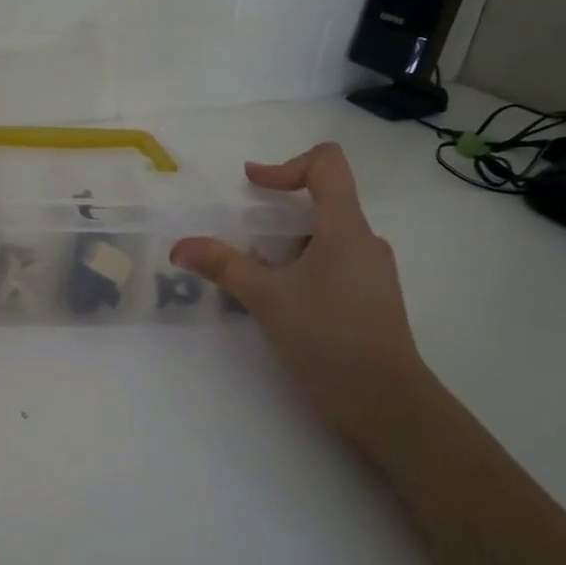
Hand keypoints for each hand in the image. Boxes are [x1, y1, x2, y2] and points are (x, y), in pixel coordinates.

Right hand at [171, 143, 429, 430]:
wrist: (385, 401)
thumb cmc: (327, 337)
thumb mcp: (266, 298)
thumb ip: (223, 265)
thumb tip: (180, 246)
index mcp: (345, 227)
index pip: (327, 163)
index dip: (285, 164)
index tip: (252, 185)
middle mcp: (365, 241)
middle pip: (322, 202)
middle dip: (276, 216)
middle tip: (244, 242)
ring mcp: (372, 271)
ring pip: (325, 238)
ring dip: (287, 247)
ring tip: (257, 279)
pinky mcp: (371, 298)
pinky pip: (333, 265)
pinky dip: (302, 269)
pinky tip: (282, 303)